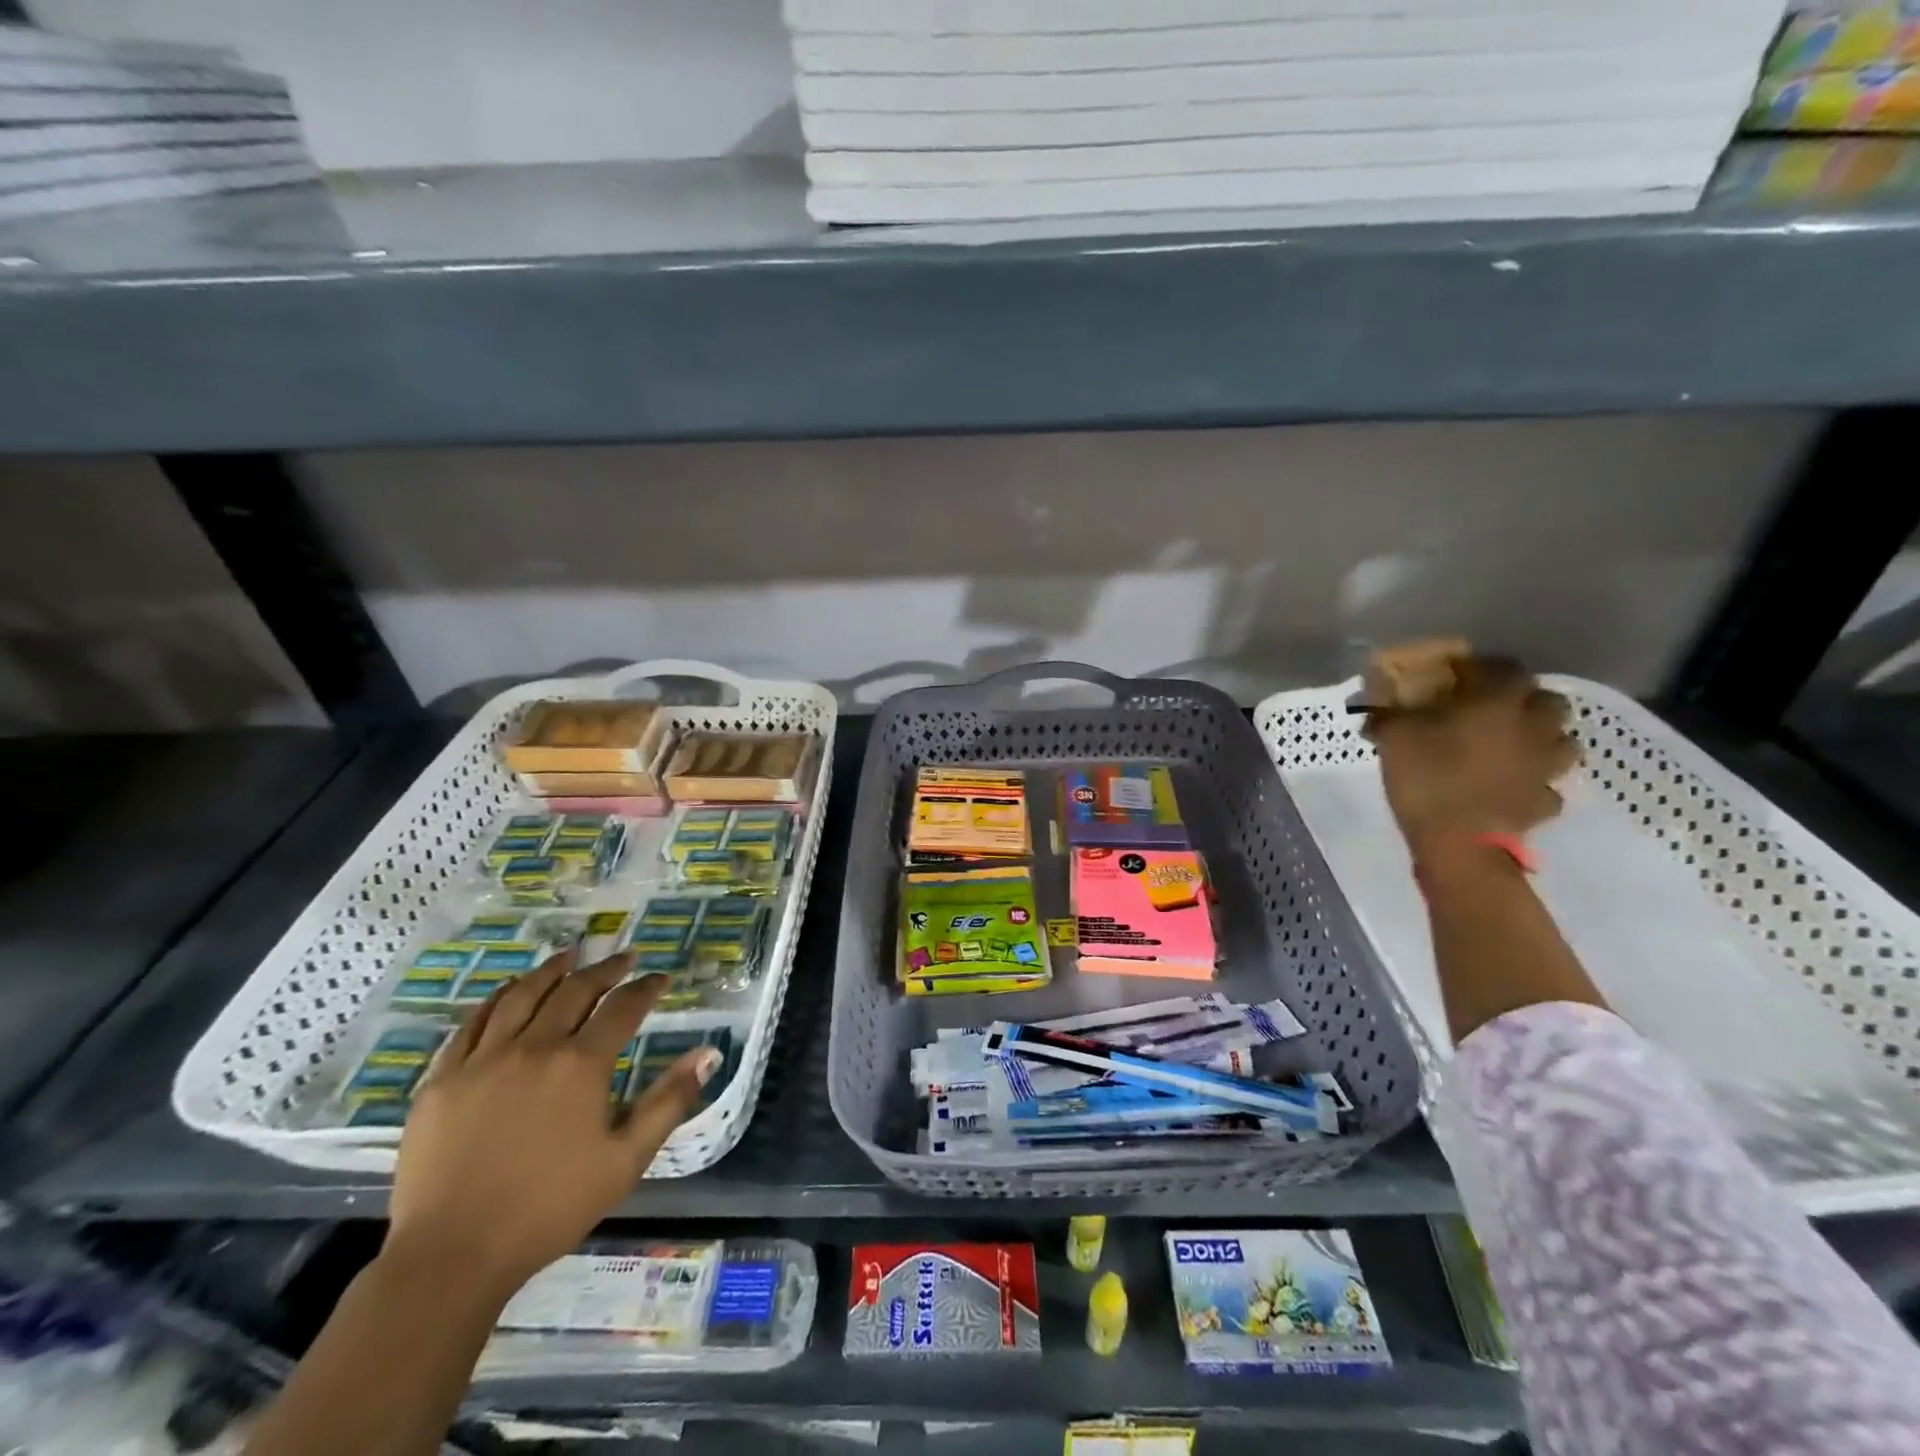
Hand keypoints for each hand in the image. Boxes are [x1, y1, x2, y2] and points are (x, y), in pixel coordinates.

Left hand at [383, 949, 719, 1299]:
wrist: (451, 1256)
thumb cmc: (549, 1208)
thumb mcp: (626, 1160)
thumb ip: (669, 1101)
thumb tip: (709, 1053)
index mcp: (581, 1064)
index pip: (623, 1008)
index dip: (646, 988)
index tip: (660, 978)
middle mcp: (534, 1047)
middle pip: (575, 990)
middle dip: (605, 969)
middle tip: (624, 957)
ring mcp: (483, 1060)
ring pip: (521, 996)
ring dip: (551, 970)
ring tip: (569, 954)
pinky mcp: (442, 1080)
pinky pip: (471, 1024)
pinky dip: (496, 999)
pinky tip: (508, 992)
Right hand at [1363, 645, 1578, 851]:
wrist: (1457, 842)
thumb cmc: (1426, 776)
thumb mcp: (1393, 734)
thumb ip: (1390, 709)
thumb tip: (1379, 695)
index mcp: (1499, 702)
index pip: (1505, 668)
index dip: (1483, 668)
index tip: (1458, 676)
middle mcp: (1534, 727)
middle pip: (1548, 702)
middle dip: (1524, 702)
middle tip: (1492, 713)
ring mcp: (1546, 767)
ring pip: (1561, 742)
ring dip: (1541, 739)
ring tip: (1510, 748)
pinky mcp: (1544, 802)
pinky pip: (1547, 784)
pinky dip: (1533, 783)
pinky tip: (1510, 788)